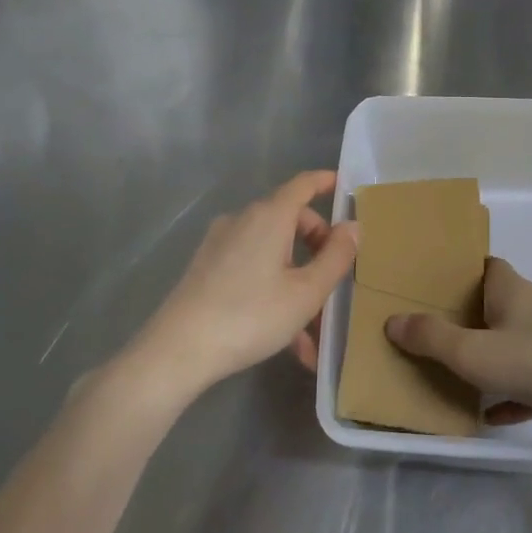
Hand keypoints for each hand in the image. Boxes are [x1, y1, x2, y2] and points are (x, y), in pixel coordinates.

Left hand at [128, 171, 357, 399]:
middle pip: (290, 220)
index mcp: (270, 217)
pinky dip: (274, 291)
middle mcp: (243, 220)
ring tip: (315, 329)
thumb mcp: (307, 292)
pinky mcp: (206, 268)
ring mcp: (220, 244)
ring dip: (297, 280)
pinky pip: (252, 270)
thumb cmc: (251, 315)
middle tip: (336, 278)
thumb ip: (336, 257)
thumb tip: (353, 227)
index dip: (325, 182)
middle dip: (318, 245)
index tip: (343, 187)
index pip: (303, 184)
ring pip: (272, 251)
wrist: (178, 350)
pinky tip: (288, 339)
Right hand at [384, 257, 531, 423]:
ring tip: (470, 371)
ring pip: (523, 338)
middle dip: (480, 313)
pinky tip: (496, 415)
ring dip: (499, 352)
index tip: (440, 288)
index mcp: (514, 290)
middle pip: (506, 300)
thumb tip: (393, 321)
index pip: (489, 266)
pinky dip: (516, 392)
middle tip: (449, 332)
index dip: (466, 273)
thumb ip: (431, 338)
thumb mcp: (473, 352)